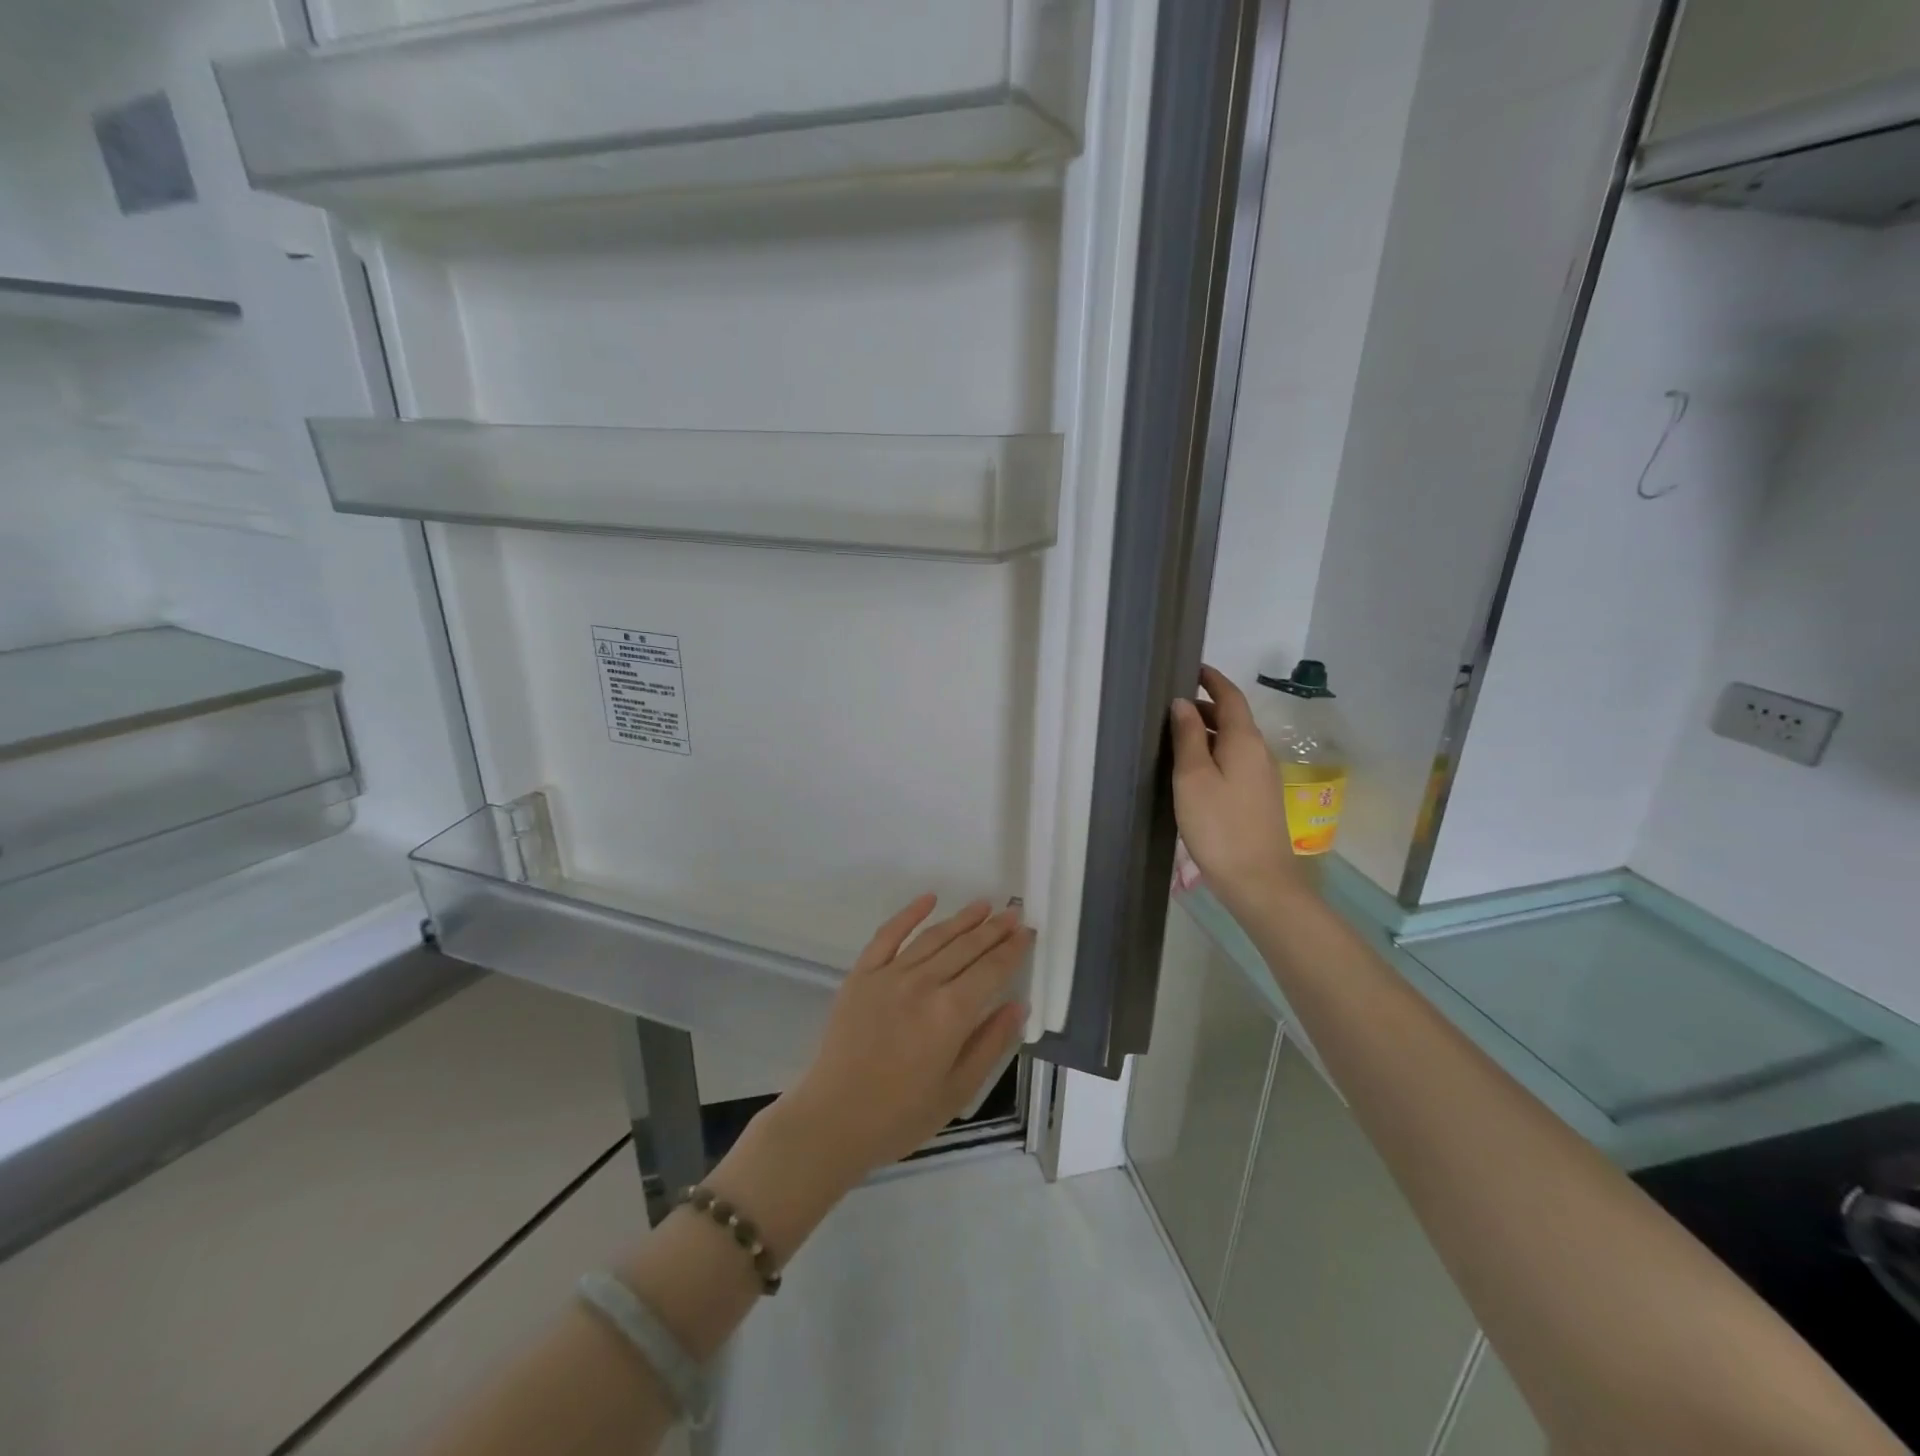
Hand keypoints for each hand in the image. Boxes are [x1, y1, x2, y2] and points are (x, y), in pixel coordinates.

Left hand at [777, 897, 1029, 1182]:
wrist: (833, 1119)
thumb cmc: (901, 1115)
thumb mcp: (958, 1091)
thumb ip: (990, 1043)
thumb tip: (1018, 1005)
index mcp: (950, 1014)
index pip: (991, 970)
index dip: (1012, 950)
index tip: (1028, 932)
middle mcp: (923, 984)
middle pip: (966, 947)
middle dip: (993, 929)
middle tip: (1013, 913)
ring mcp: (889, 975)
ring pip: (933, 937)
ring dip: (961, 918)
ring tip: (983, 905)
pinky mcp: (861, 974)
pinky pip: (888, 935)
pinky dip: (909, 914)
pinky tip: (929, 899)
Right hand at [1169, 665, 1306, 910]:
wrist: (1259, 880)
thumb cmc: (1219, 825)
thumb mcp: (1193, 777)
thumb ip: (1188, 736)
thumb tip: (1183, 703)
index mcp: (1244, 741)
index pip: (1230, 697)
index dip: (1212, 679)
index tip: (1192, 668)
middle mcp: (1259, 752)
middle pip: (1233, 718)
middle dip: (1206, 706)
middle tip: (1172, 707)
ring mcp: (1262, 777)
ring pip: (1234, 742)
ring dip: (1208, 732)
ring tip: (1176, 737)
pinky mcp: (1259, 799)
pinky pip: (1235, 762)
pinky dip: (1215, 754)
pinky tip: (1194, 771)